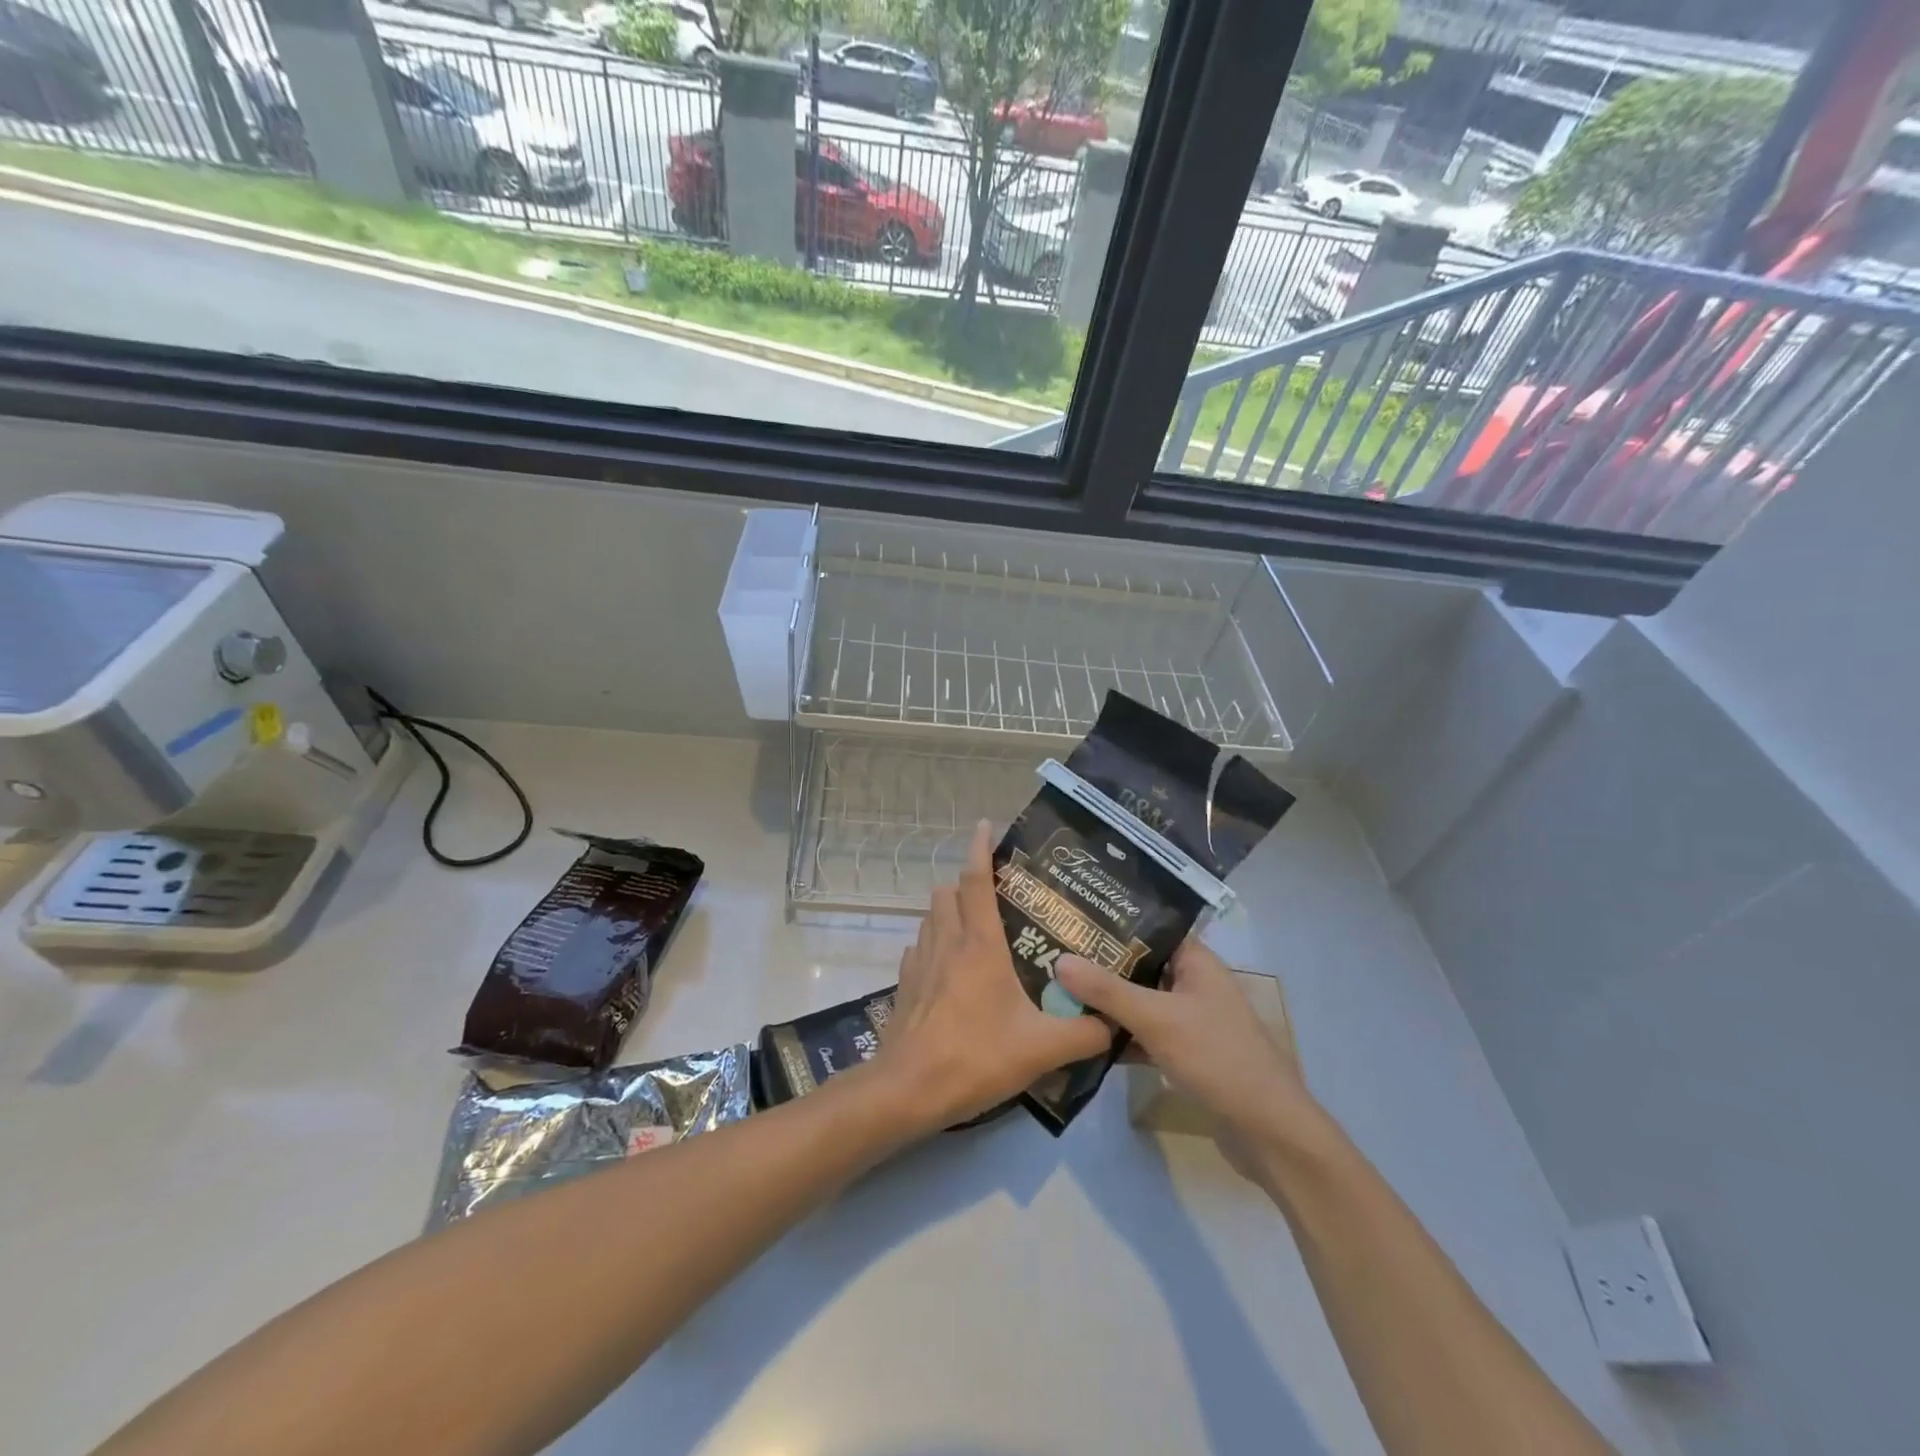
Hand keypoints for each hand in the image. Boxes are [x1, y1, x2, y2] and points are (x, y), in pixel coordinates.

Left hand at [873, 820, 1112, 1135]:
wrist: (908, 1089)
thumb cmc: (975, 1056)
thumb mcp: (1042, 1049)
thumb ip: (1084, 1033)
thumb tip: (1113, 1023)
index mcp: (978, 944)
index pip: (975, 880)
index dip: (980, 847)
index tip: (986, 824)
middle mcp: (946, 942)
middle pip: (947, 892)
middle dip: (966, 883)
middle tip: (995, 895)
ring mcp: (919, 962)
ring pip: (931, 917)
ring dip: (949, 912)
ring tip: (976, 931)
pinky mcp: (905, 985)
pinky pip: (919, 948)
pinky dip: (934, 945)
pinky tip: (952, 971)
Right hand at [1056, 938, 1323, 1167]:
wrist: (1268, 1131)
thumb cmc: (1217, 1057)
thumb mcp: (1157, 1018)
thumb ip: (1108, 990)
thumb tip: (1059, 959)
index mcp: (1196, 961)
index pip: (1149, 928)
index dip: (1112, 924)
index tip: (1070, 920)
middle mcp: (1193, 983)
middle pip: (1140, 966)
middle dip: (1101, 965)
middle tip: (1053, 955)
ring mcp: (1191, 1020)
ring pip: (1140, 1002)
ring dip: (1108, 1003)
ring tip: (1059, 991)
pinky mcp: (1186, 1053)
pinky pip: (1145, 1034)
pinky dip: (1121, 1035)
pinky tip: (1084, 1038)